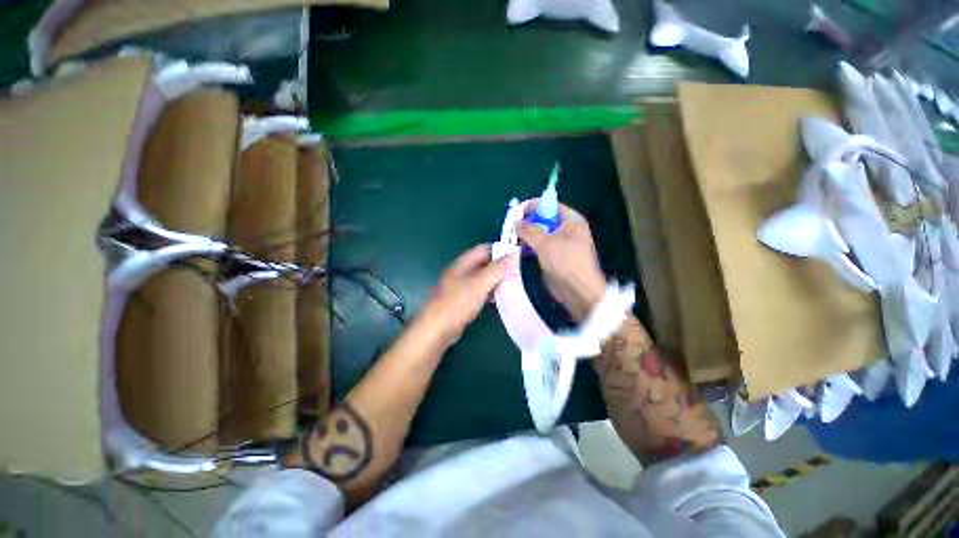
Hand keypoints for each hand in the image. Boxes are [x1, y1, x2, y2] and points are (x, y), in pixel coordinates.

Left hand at [418, 244, 509, 346]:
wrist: (438, 329)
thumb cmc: (458, 303)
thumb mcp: (480, 283)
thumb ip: (497, 269)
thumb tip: (514, 253)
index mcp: (463, 263)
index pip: (484, 249)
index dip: (500, 250)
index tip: (517, 257)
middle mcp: (462, 271)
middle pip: (484, 263)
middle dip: (500, 266)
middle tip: (518, 273)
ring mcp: (461, 286)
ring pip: (483, 277)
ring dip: (496, 280)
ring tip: (513, 285)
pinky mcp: (463, 299)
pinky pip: (480, 290)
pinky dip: (490, 291)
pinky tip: (499, 298)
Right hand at [519, 203, 605, 321]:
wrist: (578, 291)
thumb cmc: (566, 262)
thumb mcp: (546, 243)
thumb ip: (529, 230)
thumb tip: (516, 222)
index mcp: (571, 220)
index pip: (550, 205)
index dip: (533, 206)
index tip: (516, 213)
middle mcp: (567, 229)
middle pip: (544, 219)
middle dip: (528, 222)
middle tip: (513, 228)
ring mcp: (560, 243)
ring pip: (540, 233)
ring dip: (527, 235)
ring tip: (514, 239)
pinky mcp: (554, 256)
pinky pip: (539, 246)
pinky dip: (530, 246)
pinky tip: (520, 249)